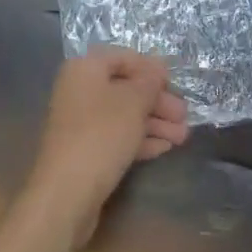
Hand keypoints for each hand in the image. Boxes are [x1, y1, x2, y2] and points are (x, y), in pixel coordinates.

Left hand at [22, 48, 189, 246]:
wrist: (66, 193)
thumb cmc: (101, 135)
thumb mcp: (133, 101)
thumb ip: (149, 81)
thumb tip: (158, 66)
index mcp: (84, 69)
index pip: (123, 58)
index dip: (151, 69)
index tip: (175, 84)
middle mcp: (79, 90)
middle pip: (125, 88)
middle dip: (158, 101)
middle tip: (184, 116)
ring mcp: (80, 123)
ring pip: (123, 115)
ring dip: (154, 123)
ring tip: (183, 136)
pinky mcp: (85, 151)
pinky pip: (116, 137)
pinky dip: (140, 139)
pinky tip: (165, 148)